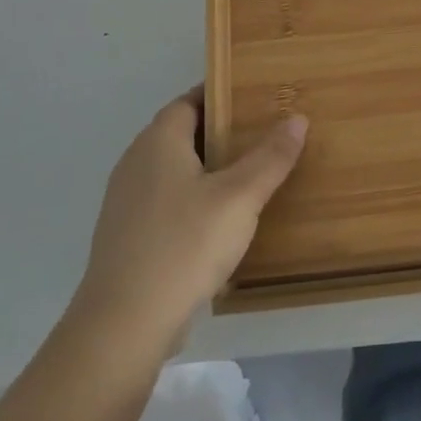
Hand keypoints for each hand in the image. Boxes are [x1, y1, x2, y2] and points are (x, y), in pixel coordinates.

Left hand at [67, 88, 306, 351]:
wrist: (123, 325)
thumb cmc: (184, 245)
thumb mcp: (239, 197)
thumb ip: (270, 157)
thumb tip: (297, 118)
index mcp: (158, 143)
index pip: (189, 101)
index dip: (221, 95)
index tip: (256, 96)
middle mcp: (136, 164)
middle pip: (182, 134)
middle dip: (221, 132)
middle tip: (265, 134)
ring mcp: (127, 203)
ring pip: (175, 171)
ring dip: (208, 168)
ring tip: (251, 174)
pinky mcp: (128, 237)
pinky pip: (168, 201)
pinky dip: (195, 198)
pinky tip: (222, 220)